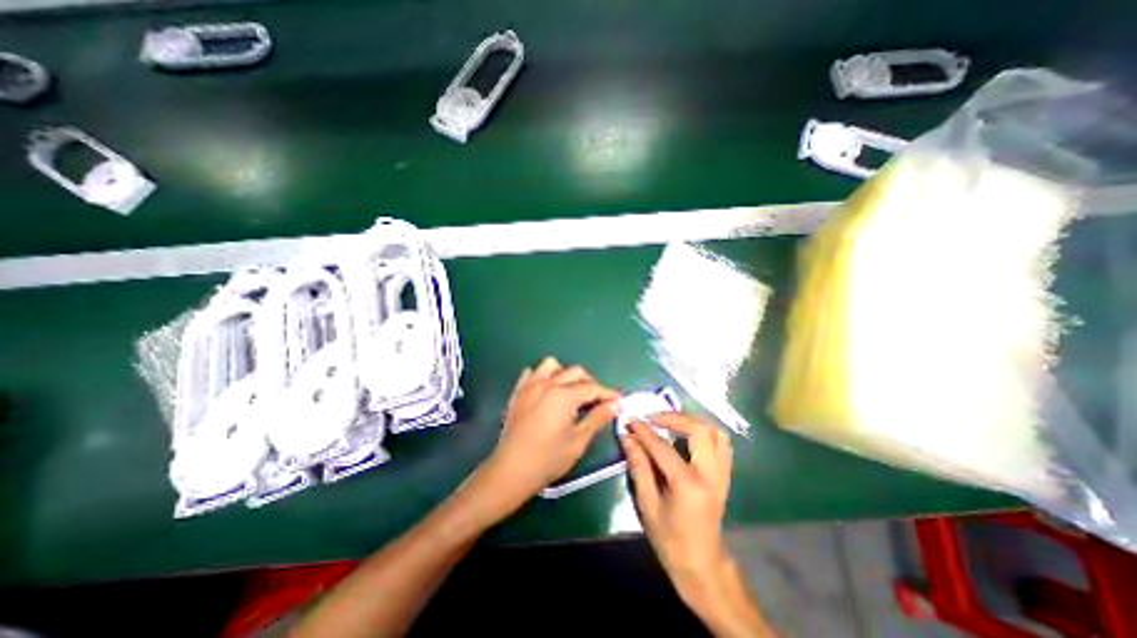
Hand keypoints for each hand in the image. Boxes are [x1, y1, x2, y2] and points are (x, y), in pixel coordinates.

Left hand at [480, 359, 620, 512]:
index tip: (618, 400)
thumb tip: (614, 404)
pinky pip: (531, 373)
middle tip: (596, 400)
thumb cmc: (548, 459)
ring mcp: (530, 385)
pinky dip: (542, 376)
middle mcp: (548, 383)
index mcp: (564, 395)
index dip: (608, 393)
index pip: (592, 388)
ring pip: (551, 365)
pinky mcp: (518, 392)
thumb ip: (597, 418)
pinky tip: (546, 391)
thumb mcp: (578, 441)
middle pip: (575, 372)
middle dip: (590, 383)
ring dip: (565, 374)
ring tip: (570, 391)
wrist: (511, 470)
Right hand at [625, 413, 732, 598]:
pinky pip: (722, 443)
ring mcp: (722, 474)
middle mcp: (710, 474)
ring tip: (671, 421)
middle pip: (700, 429)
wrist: (703, 567)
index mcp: (688, 485)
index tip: (631, 420)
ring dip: (693, 420)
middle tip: (654, 418)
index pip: (663, 447)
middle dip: (674, 417)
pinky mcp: (725, 475)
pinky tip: (688, 434)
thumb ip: (639, 467)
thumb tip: (628, 438)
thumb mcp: (648, 505)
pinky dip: (705, 431)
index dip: (644, 431)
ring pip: (716, 432)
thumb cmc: (670, 540)